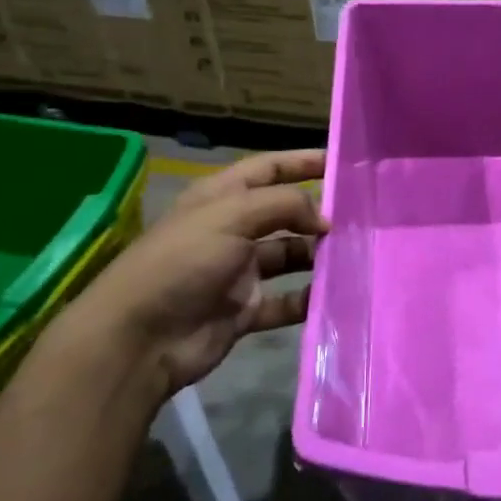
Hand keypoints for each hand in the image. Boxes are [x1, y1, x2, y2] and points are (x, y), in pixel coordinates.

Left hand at [57, 150, 327, 393]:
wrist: (139, 338)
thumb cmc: (182, 262)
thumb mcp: (231, 216)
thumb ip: (283, 205)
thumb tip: (324, 217)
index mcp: (222, 198)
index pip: (269, 169)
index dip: (302, 162)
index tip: (342, 163)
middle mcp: (232, 230)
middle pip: (284, 213)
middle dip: (318, 213)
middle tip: (361, 217)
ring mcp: (238, 271)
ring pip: (289, 256)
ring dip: (317, 256)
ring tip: (354, 255)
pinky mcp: (244, 309)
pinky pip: (285, 300)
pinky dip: (307, 298)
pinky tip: (333, 296)